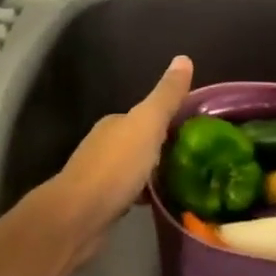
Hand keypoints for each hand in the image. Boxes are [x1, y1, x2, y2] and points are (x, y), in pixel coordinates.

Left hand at [45, 55, 193, 256]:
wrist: (78, 217)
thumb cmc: (115, 168)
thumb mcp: (147, 125)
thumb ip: (166, 96)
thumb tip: (184, 58)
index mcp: (115, 124)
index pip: (147, 116)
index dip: (170, 121)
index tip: (197, 132)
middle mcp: (105, 145)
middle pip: (141, 142)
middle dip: (165, 148)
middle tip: (197, 159)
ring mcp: (100, 176)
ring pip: (136, 169)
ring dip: (155, 172)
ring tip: (185, 181)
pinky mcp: (101, 204)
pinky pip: (130, 193)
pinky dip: (145, 195)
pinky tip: (160, 203)